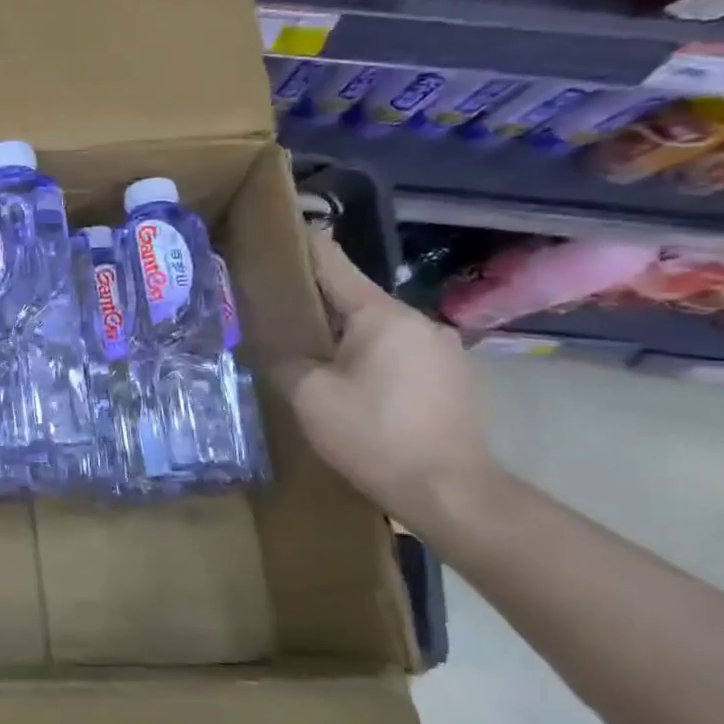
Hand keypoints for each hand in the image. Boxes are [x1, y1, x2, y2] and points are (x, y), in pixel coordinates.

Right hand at [273, 233, 495, 527]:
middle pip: (353, 298)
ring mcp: (440, 350)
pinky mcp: (450, 378)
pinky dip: (366, 356)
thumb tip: (279, 350)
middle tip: (273, 308)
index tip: (275, 231)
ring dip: (341, 334)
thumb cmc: (374, 435)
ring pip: (374, 329)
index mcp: (383, 315)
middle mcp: (418, 322)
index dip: (302, 245)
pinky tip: (346, 381)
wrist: (450, 493)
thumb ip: (285, 361)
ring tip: (306, 350)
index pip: (333, 264)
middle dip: (314, 301)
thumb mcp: (308, 396)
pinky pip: (394, 352)